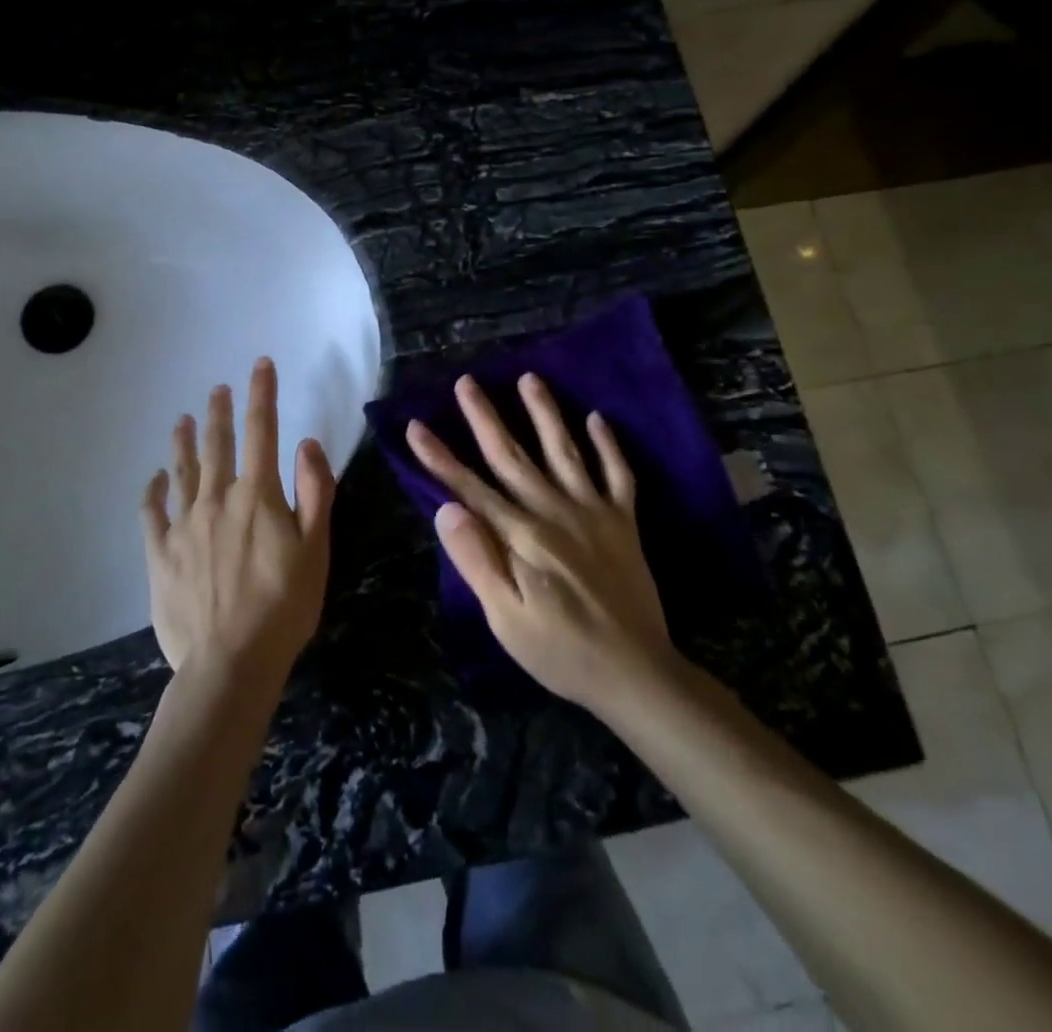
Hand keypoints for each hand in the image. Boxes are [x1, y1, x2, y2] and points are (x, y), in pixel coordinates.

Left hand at [141, 357, 335, 685]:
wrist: (230, 662)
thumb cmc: (284, 607)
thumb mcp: (316, 549)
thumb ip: (313, 492)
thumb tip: (306, 443)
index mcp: (257, 496)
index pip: (261, 431)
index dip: (262, 394)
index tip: (260, 365)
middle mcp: (216, 499)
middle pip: (218, 445)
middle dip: (220, 411)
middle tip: (218, 388)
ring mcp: (184, 525)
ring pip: (183, 471)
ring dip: (185, 442)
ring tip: (184, 419)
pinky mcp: (160, 554)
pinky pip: (151, 513)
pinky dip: (152, 491)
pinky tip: (154, 478)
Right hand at [406, 373, 679, 718]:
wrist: (636, 672)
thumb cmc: (560, 651)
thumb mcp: (506, 618)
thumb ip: (477, 560)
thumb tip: (446, 509)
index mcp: (521, 535)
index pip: (470, 487)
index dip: (439, 457)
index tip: (415, 425)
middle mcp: (554, 511)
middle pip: (511, 456)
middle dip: (485, 417)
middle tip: (467, 381)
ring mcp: (593, 512)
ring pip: (564, 450)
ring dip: (544, 413)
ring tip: (529, 378)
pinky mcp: (624, 522)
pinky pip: (618, 474)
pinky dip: (609, 445)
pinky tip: (598, 418)